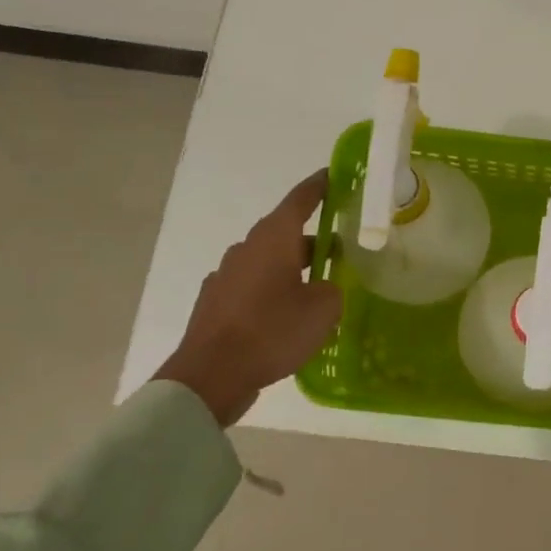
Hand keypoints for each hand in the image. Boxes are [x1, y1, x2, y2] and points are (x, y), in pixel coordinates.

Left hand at [154, 171, 342, 428]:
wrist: (210, 375)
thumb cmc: (272, 331)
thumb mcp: (323, 309)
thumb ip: (332, 290)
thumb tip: (324, 288)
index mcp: (273, 239)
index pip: (300, 199)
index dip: (319, 186)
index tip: (333, 175)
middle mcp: (247, 249)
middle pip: (284, 233)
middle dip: (312, 239)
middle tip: (339, 251)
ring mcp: (225, 276)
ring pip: (267, 261)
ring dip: (291, 268)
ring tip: (315, 289)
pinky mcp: (215, 303)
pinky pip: (251, 287)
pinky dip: (271, 292)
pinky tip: (284, 316)